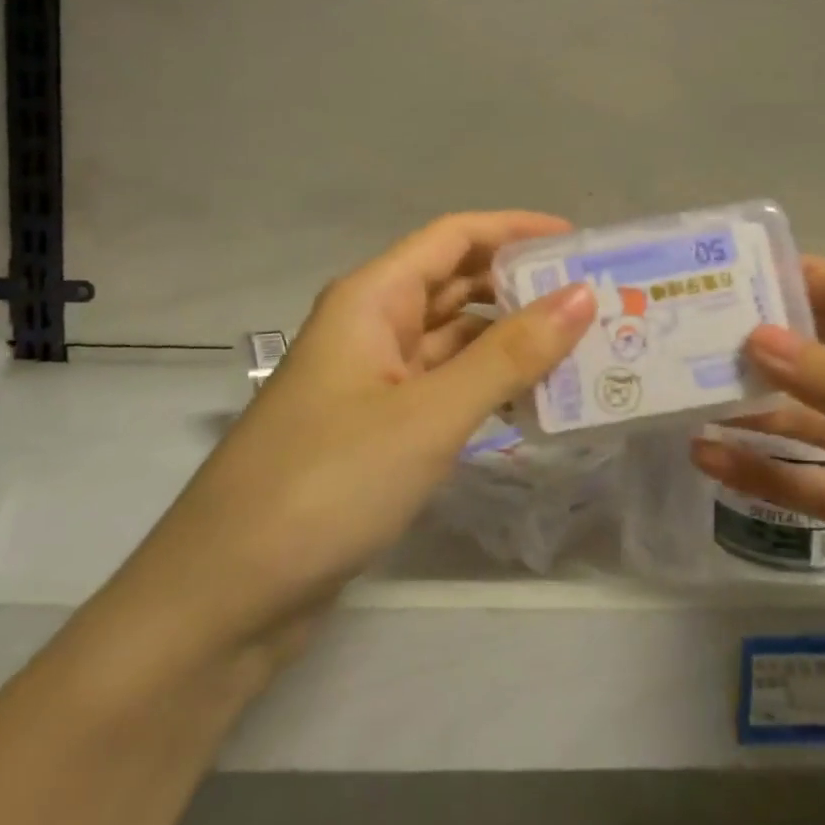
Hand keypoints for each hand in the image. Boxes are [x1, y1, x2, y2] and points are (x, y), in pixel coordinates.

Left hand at [137, 211, 596, 658]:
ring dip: (509, 342)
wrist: (228, 594)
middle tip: (597, 302)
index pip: (453, 237)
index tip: (580, 242)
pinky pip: (442, 388)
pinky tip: (533, 404)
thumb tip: (581, 296)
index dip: (515, 230)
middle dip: (520, 288)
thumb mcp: (429, 414)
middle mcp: (369, 327)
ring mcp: (370, 382)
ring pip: (451, 341)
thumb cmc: (328, 483)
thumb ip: (508, 355)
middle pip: (454, 284)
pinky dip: (486, 388)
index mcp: (370, 298)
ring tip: (582, 350)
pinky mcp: (375, 431)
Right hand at [692, 259, 824, 740]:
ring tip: (681, 404)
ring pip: (816, 424)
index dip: (798, 277)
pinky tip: (715, 465)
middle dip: (763, 346)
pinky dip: (771, 477)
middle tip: (681, 342)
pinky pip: (823, 488)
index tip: (726, 275)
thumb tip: (760, 337)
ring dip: (754, 413)